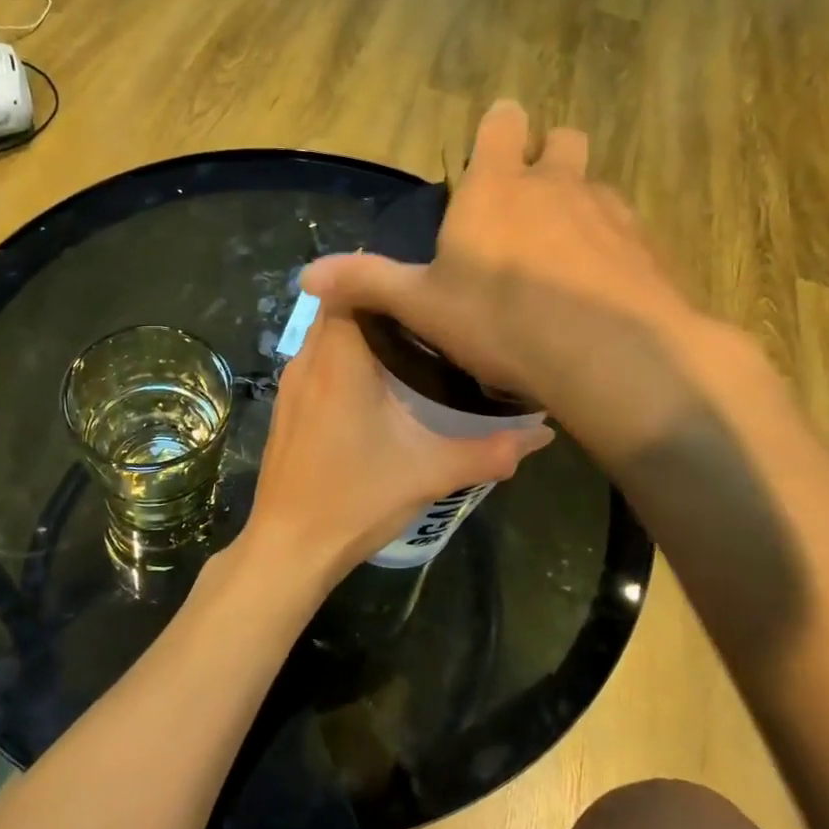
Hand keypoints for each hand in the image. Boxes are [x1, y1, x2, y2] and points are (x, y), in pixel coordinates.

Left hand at [239, 301, 551, 585]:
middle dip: (382, 306)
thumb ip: (491, 451)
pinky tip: (379, 386)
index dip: (387, 280)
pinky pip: (317, 362)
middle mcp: (308, 360)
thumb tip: (542, 433)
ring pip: (327, 335)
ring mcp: (291, 384)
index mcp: (338, 359)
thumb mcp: (430, 472)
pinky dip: (345, 359)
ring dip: (362, 333)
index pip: (351, 286)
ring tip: (413, 345)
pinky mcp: (287, 406)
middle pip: (342, 307)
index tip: (427, 290)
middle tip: (431, 318)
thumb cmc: (356, 500)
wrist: (289, 548)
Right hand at [303, 101, 766, 466]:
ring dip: (579, 205)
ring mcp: (608, 211)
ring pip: (596, 185)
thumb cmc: (502, 320)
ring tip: (562, 255)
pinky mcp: (646, 247)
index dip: (498, 128)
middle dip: (548, 157)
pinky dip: (611, 247)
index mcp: (497, 187)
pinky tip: (598, 290)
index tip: (489, 152)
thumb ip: (367, 283)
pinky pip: (627, 231)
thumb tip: (306, 275)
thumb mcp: (423, 306)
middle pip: (563, 139)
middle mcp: (557, 184)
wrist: (609, 355)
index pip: (503, 122)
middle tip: (527, 203)